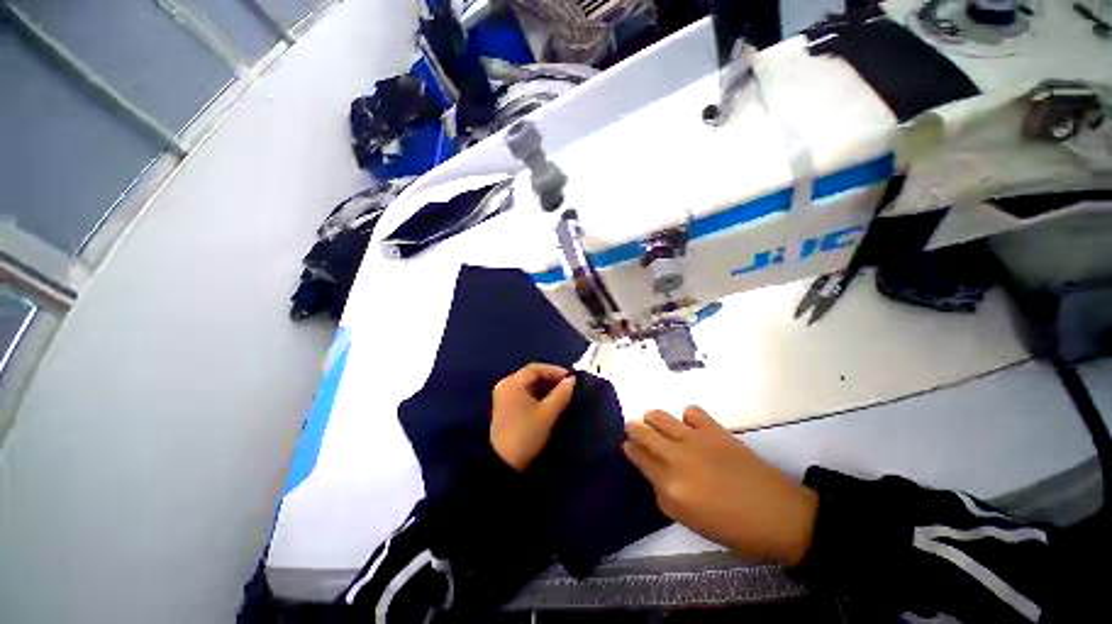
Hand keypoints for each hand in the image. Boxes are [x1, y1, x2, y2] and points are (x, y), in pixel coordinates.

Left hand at [490, 363, 576, 471]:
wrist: (503, 463)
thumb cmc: (526, 433)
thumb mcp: (547, 413)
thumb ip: (561, 394)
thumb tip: (572, 380)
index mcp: (512, 383)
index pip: (535, 368)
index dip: (554, 370)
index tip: (570, 378)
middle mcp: (505, 385)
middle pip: (530, 375)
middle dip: (550, 378)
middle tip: (566, 384)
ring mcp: (504, 396)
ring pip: (527, 384)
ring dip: (544, 386)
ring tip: (560, 392)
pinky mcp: (505, 407)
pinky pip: (523, 393)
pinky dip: (536, 393)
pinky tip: (548, 400)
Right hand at [623, 406, 818, 565]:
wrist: (779, 515)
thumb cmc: (734, 528)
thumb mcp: (691, 523)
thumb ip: (665, 498)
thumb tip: (656, 477)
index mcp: (670, 486)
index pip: (639, 458)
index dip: (630, 449)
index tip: (627, 444)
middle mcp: (677, 457)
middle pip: (644, 432)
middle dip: (634, 428)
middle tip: (634, 429)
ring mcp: (696, 439)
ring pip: (660, 416)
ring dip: (652, 418)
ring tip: (654, 422)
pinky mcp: (714, 430)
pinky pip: (691, 411)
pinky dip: (686, 416)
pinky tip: (691, 425)